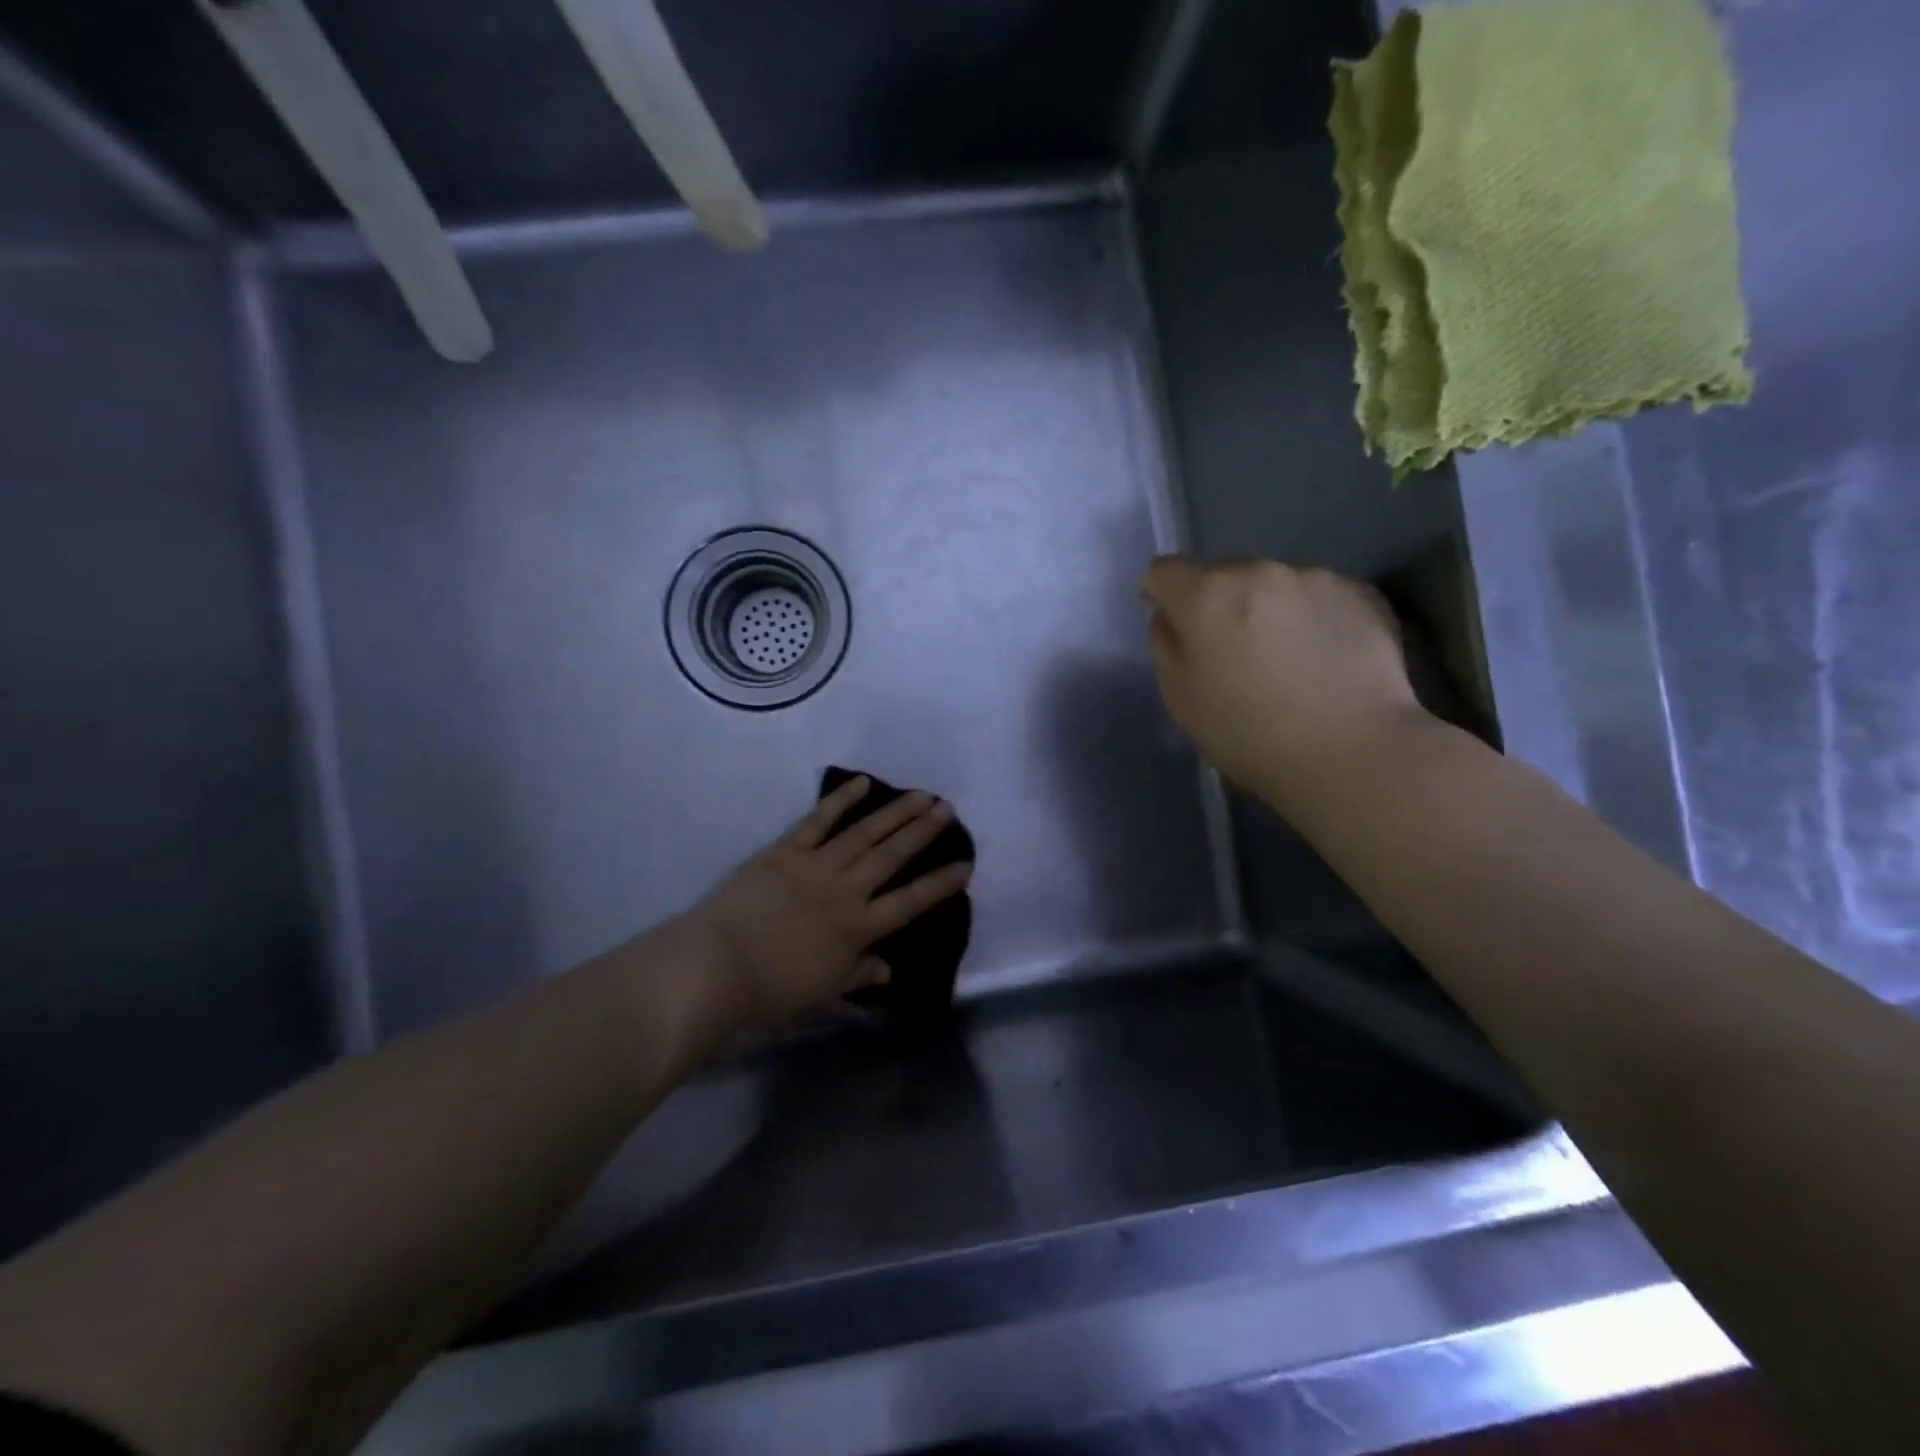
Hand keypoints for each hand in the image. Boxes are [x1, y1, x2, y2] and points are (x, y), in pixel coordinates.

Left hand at [682, 776, 972, 1031]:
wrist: (719, 964)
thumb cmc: (772, 988)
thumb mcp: (823, 990)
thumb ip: (859, 973)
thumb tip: (888, 969)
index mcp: (859, 928)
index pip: (910, 903)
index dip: (940, 884)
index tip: (965, 865)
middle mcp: (846, 890)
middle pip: (892, 856)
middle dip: (923, 832)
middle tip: (947, 809)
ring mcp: (816, 865)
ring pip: (864, 833)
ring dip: (894, 813)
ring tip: (920, 795)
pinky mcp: (785, 851)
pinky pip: (817, 821)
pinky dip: (839, 801)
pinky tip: (861, 783)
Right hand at [1139, 556, 1424, 812]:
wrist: (1354, 751)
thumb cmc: (1249, 734)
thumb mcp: (1181, 700)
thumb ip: (1167, 647)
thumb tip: (1172, 618)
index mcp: (1207, 595)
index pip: (1163, 571)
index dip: (1160, 596)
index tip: (1174, 626)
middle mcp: (1259, 571)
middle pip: (1222, 576)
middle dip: (1220, 605)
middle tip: (1234, 655)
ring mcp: (1316, 578)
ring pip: (1273, 587)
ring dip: (1269, 611)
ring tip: (1287, 662)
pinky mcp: (1363, 594)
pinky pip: (1319, 599)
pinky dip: (1313, 620)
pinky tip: (1325, 663)